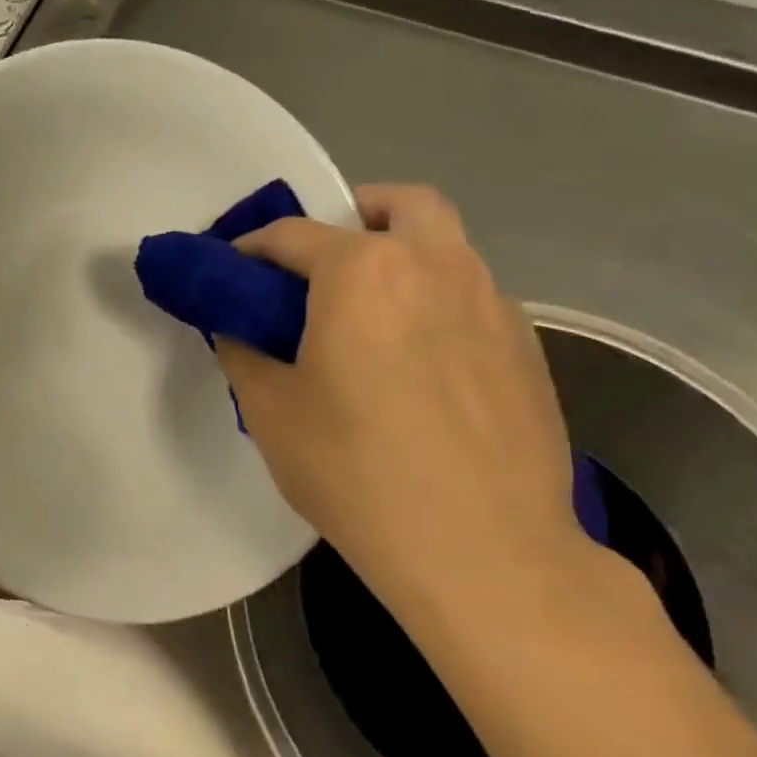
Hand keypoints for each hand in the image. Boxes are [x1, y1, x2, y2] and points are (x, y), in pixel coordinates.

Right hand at [216, 184, 587, 626]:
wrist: (486, 553)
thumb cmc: (357, 472)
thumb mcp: (271, 411)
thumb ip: (243, 350)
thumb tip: (238, 326)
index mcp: (364, 271)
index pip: (290, 234)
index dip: (249, 249)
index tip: (230, 271)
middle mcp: (436, 265)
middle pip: (397, 204)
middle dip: (353, 215)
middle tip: (323, 266)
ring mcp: (493, 301)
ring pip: (445, 245)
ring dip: (401, 256)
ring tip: (369, 318)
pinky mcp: (527, 346)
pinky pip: (471, 297)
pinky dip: (436, 302)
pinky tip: (419, 363)